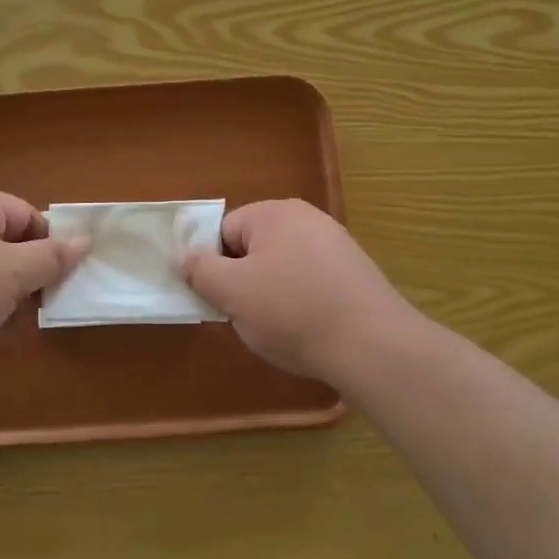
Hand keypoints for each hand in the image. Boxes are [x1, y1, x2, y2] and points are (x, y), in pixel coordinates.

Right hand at [182, 200, 413, 379]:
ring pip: (283, 267)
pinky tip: (309, 330)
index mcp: (275, 213)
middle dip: (244, 281)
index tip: (219, 299)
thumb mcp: (232, 293)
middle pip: (255, 247)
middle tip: (246, 316)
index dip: (214, 265)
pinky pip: (312, 282)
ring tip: (279, 328)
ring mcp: (337, 244)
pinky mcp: (356, 273)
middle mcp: (308, 218)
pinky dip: (303, 303)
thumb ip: (201, 270)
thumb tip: (186, 254)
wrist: (373, 345)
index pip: (225, 230)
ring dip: (273, 295)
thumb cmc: (292, 312)